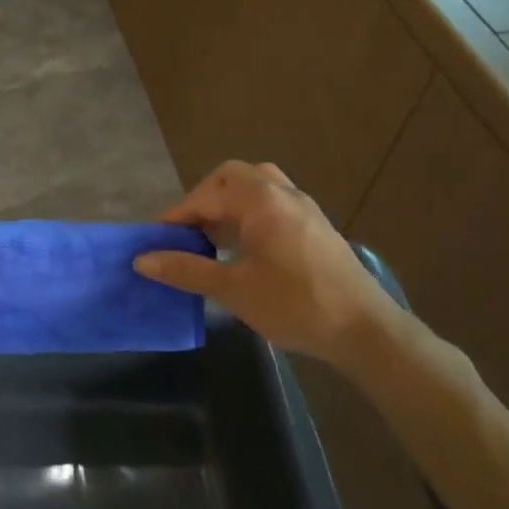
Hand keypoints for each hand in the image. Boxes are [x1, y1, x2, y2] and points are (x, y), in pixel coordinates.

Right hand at [133, 161, 405, 366]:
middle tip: (189, 231)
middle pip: (233, 177)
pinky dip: (250, 215)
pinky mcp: (316, 227)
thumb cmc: (294, 304)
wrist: (365, 331)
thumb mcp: (233, 289)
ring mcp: (304, 208)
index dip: (178, 214)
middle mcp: (283, 193)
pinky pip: (274, 204)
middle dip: (205, 199)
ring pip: (257, 188)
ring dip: (229, 205)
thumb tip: (142, 260)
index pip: (207, 194)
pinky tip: (244, 250)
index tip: (158, 239)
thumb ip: (186, 270)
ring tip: (213, 238)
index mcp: (261, 201)